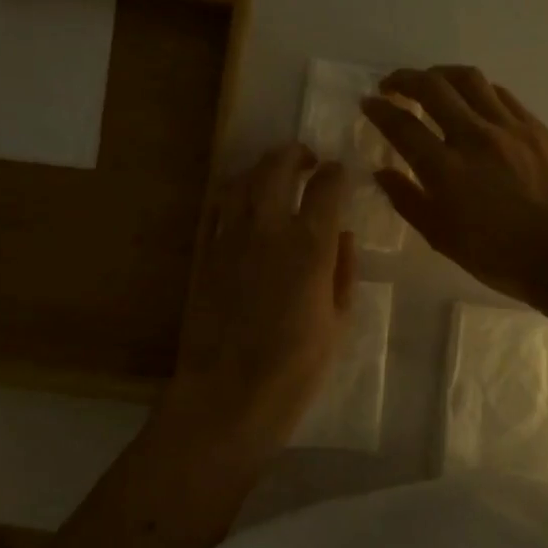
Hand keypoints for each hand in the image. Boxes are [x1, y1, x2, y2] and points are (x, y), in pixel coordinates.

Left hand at [169, 144, 355, 440]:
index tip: (340, 173)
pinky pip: (216, 208)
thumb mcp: (338, 321)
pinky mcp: (204, 253)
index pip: (327, 186)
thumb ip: (343, 271)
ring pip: (242, 180)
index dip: (336, 173)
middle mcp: (268, 228)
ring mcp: (230, 237)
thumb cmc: (296, 367)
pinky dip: (232, 194)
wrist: (229, 393)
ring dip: (261, 168)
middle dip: (295, 154)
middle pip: (277, 167)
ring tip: (273, 173)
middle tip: (306, 159)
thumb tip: (343, 236)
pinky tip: (240, 200)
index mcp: (310, 245)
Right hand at [363, 66, 547, 304]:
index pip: (402, 125)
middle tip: (391, 86)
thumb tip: (382, 172)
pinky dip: (476, 89)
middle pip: (432, 88)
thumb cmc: (499, 256)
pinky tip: (471, 99)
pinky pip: (499, 93)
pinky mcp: (534, 127)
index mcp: (446, 169)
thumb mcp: (442, 238)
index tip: (368, 103)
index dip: (379, 110)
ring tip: (429, 81)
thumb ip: (407, 200)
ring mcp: (508, 127)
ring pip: (468, 79)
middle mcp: (474, 137)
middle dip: (404, 79)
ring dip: (440, 74)